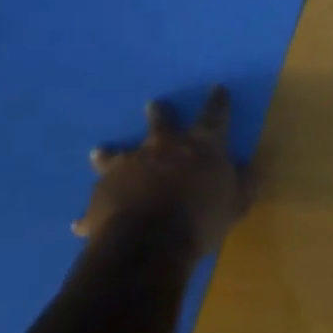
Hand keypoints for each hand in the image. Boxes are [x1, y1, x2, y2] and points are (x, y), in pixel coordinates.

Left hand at [73, 86, 253, 259]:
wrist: (146, 243)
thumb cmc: (200, 219)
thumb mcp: (236, 203)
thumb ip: (244, 183)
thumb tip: (253, 166)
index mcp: (199, 146)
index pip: (214, 116)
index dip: (218, 102)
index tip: (217, 88)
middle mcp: (161, 148)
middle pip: (160, 123)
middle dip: (159, 114)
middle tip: (153, 105)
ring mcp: (127, 169)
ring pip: (115, 155)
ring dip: (109, 154)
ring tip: (100, 151)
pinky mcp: (101, 195)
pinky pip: (96, 202)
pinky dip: (92, 212)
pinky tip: (80, 223)